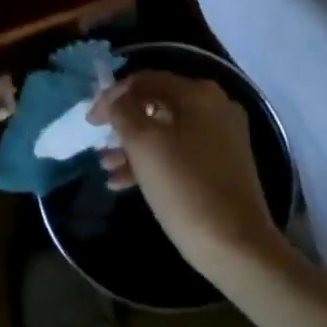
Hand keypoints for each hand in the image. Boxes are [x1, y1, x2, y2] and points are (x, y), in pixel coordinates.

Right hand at [90, 71, 284, 276]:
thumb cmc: (184, 186)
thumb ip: (122, 111)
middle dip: (123, 124)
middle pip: (155, 104)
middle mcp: (214, 107)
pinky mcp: (222, 165)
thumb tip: (116, 101)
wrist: (236, 247)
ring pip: (165, 130)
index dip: (111, 96)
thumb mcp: (142, 143)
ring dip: (133, 146)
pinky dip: (153, 161)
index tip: (90, 122)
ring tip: (107, 168)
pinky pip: (179, 151)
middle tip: (99, 142)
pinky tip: (124, 182)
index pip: (143, 80)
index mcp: (197, 93)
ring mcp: (221, 137)